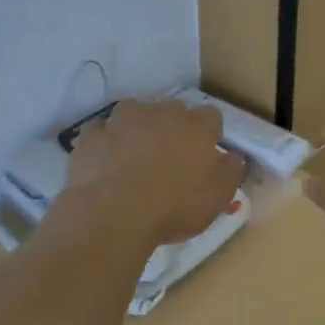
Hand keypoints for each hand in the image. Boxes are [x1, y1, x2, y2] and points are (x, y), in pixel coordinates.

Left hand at [60, 99, 245, 248]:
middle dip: (174, 128)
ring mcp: (122, 120)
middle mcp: (161, 112)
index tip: (205, 156)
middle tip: (171, 158)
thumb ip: (230, 171)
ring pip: (135, 114)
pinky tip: (107, 163)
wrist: (113, 213)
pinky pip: (102, 132)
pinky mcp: (92, 135)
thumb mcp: (218, 196)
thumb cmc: (175, 205)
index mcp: (196, 126)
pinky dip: (107, 142)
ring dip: (139, 129)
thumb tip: (233, 156)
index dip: (209, 135)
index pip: (211, 117)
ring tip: (136, 157)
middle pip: (173, 111)